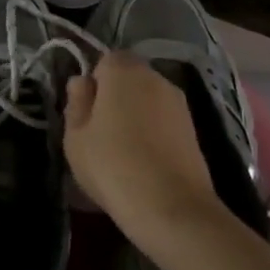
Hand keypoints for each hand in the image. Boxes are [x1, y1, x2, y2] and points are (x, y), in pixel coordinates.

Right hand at [64, 50, 222, 255]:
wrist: (172, 209)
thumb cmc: (113, 166)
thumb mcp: (76, 136)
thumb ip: (76, 102)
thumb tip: (82, 82)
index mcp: (123, 70)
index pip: (104, 61)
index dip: (94, 85)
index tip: (86, 114)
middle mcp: (155, 77)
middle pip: (128, 79)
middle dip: (115, 98)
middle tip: (100, 134)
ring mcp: (179, 103)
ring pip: (147, 100)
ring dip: (136, 116)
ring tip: (124, 153)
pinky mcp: (194, 129)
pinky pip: (163, 121)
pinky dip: (154, 134)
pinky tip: (146, 163)